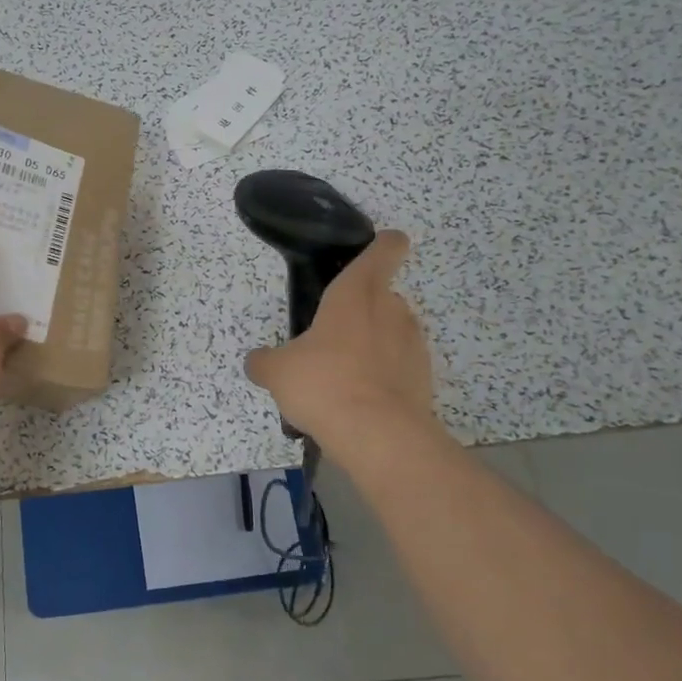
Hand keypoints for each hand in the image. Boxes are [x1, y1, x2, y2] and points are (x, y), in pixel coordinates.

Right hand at [243, 231, 450, 455]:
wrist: (379, 436)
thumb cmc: (324, 383)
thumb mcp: (277, 372)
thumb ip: (265, 362)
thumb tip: (257, 362)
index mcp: (355, 293)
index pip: (383, 251)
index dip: (384, 244)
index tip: (379, 245)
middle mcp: (391, 309)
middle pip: (383, 295)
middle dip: (362, 309)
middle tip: (333, 333)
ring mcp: (413, 344)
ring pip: (393, 331)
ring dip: (374, 343)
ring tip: (344, 373)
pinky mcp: (424, 378)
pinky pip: (401, 365)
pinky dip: (385, 374)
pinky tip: (360, 399)